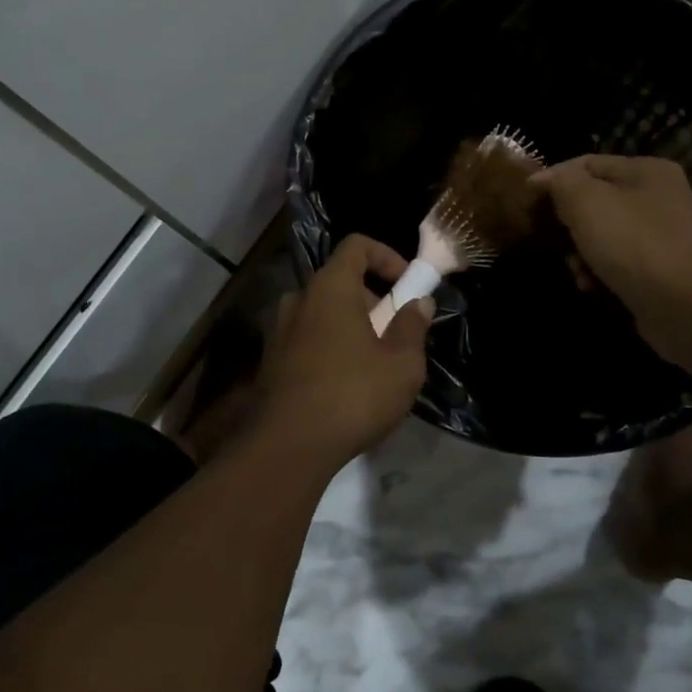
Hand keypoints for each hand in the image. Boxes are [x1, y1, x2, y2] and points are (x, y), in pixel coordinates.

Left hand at [245, 235, 434, 472]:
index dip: (387, 255)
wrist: (288, 446)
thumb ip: (413, 326)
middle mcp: (299, 300)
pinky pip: (308, 339)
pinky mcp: (272, 362)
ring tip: (375, 362)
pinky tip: (347, 385)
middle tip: (396, 332)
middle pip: (340, 281)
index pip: (356, 245)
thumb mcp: (401, 364)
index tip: (407, 284)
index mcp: (330, 288)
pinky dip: (331, 347)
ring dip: (351, 326)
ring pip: (323, 313)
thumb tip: (418, 302)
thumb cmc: (352, 395)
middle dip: (373, 298)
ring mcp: (280, 331)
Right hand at [532, 155, 691, 359]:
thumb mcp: (586, 201)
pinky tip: (590, 286)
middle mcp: (657, 197)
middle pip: (593, 200)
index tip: (524, 202)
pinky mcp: (657, 270)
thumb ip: (561, 182)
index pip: (585, 163)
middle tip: (550, 239)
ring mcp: (660, 235)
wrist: (688, 308)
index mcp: (646, 170)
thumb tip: (544, 180)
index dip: (552, 179)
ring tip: (575, 269)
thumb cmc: (634, 244)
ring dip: (579, 252)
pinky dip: (598, 272)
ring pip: (600, 234)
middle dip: (566, 222)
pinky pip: (615, 262)